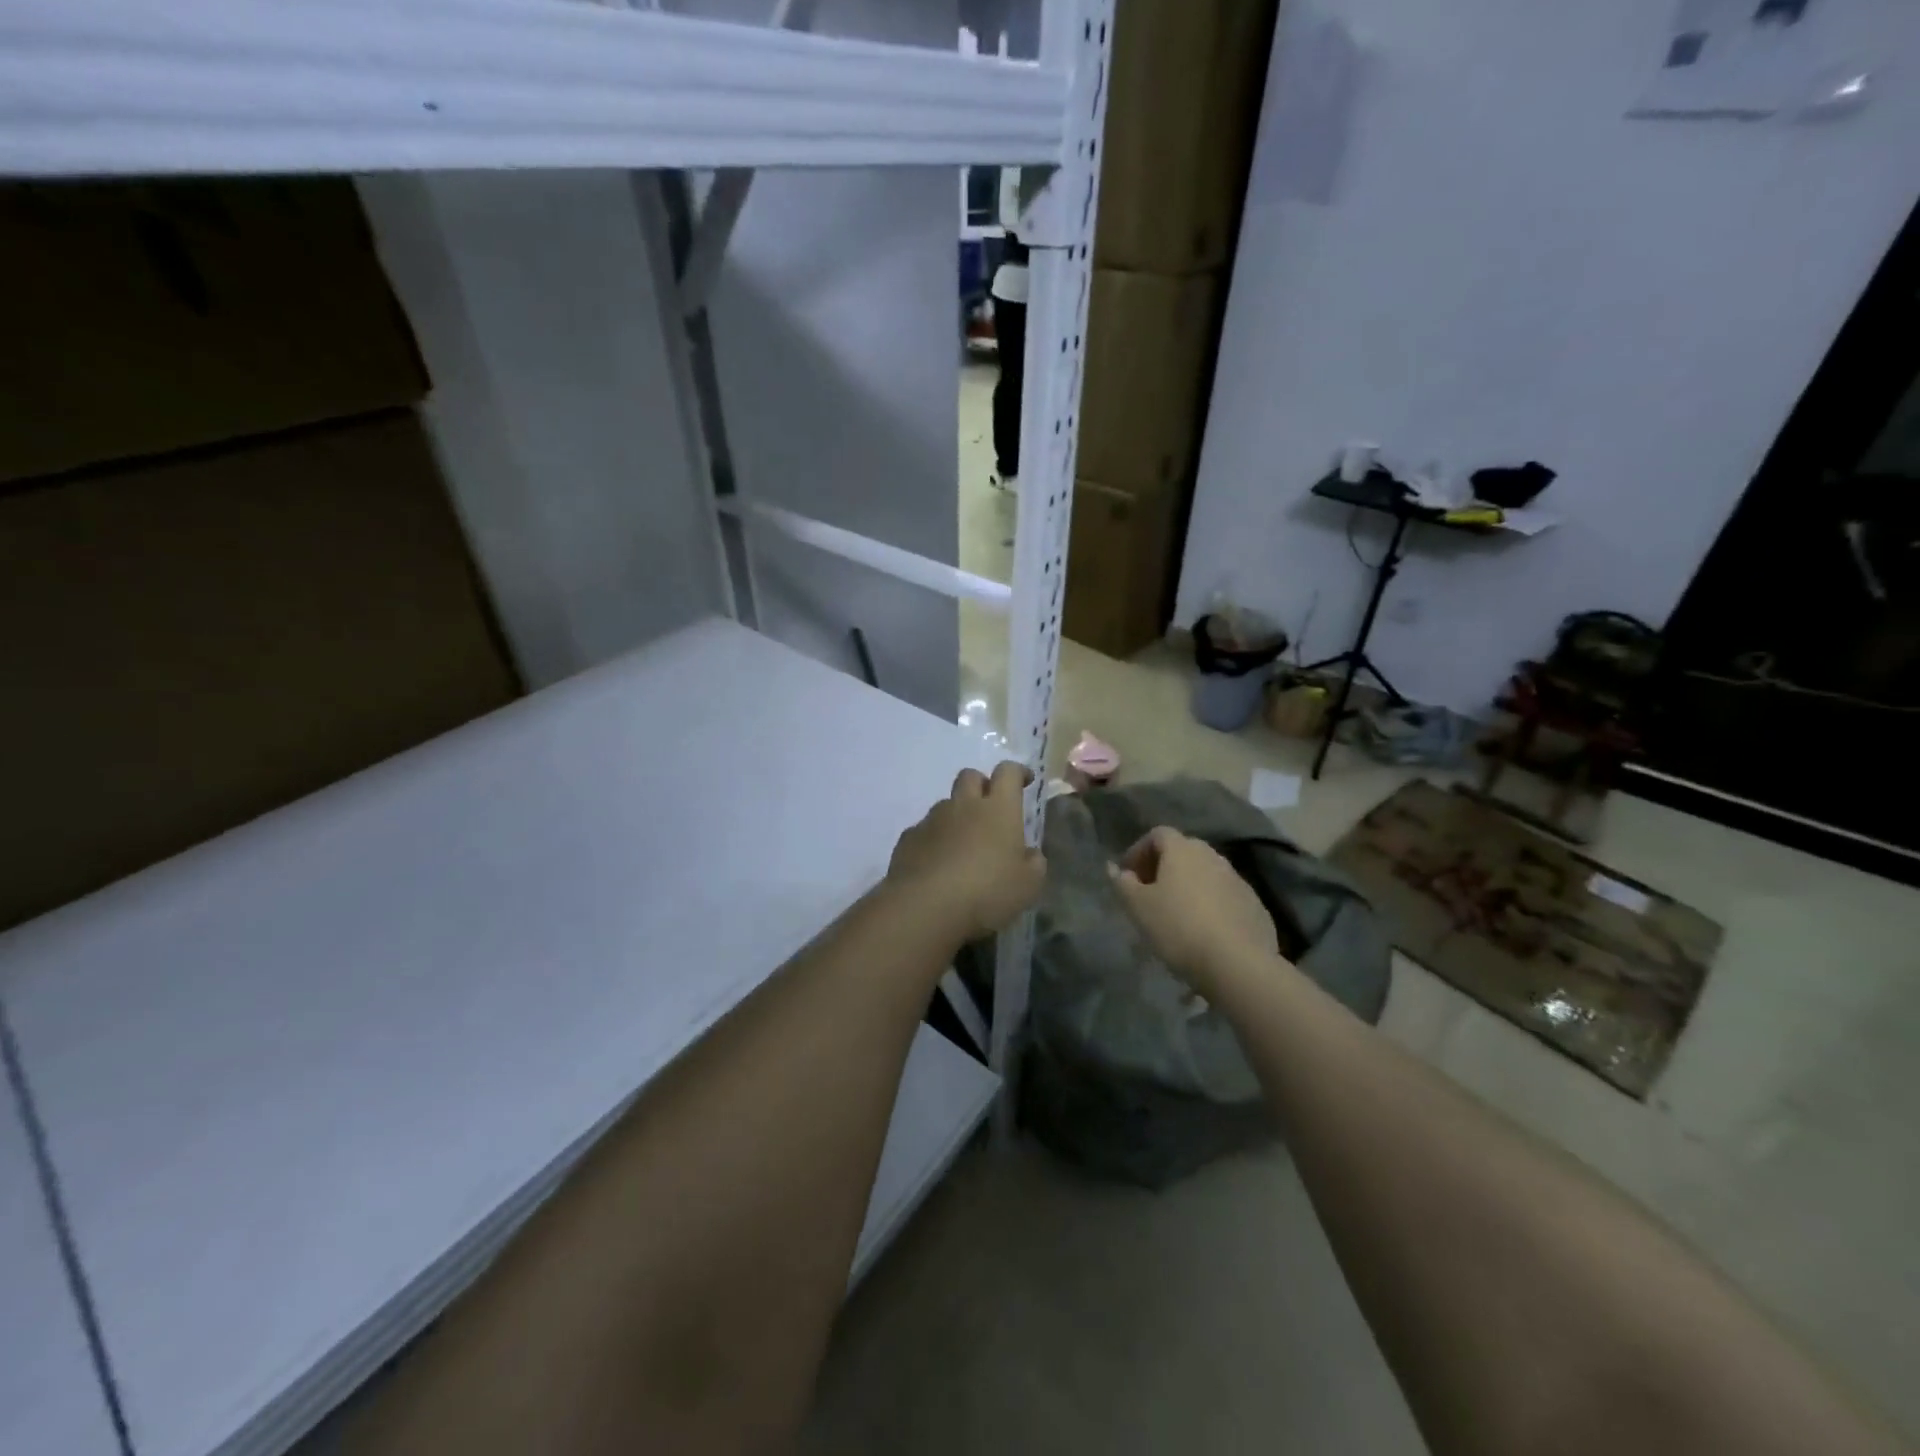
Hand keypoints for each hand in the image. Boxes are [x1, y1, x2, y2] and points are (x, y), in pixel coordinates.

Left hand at [886, 762, 1045, 942]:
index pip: (1008, 772)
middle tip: (990, 808)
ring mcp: (932, 820)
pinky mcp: (908, 839)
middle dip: (982, 785)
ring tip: (963, 845)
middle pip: (970, 776)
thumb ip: (1033, 864)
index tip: (1025, 780)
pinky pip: (924, 830)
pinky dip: (934, 839)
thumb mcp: (1028, 885)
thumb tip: (1029, 854)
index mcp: (999, 809)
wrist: (925, 906)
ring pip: (946, 804)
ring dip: (956, 815)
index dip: (1018, 772)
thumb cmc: (987, 892)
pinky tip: (937, 864)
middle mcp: (964, 805)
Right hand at [1111, 827, 1281, 997]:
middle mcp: (1212, 855)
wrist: (1238, 963)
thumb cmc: (1179, 927)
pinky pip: (1224, 896)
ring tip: (1175, 914)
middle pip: (1183, 852)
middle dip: (1163, 867)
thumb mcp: (1138, 907)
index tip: (1128, 876)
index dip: (1138, 851)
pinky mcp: (1254, 905)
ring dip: (1188, 886)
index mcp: (1182, 850)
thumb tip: (1114, 868)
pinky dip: (1209, 904)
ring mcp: (1237, 879)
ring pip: (1205, 874)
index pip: (1157, 834)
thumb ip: (1123, 884)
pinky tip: (1203, 930)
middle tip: (1149, 893)